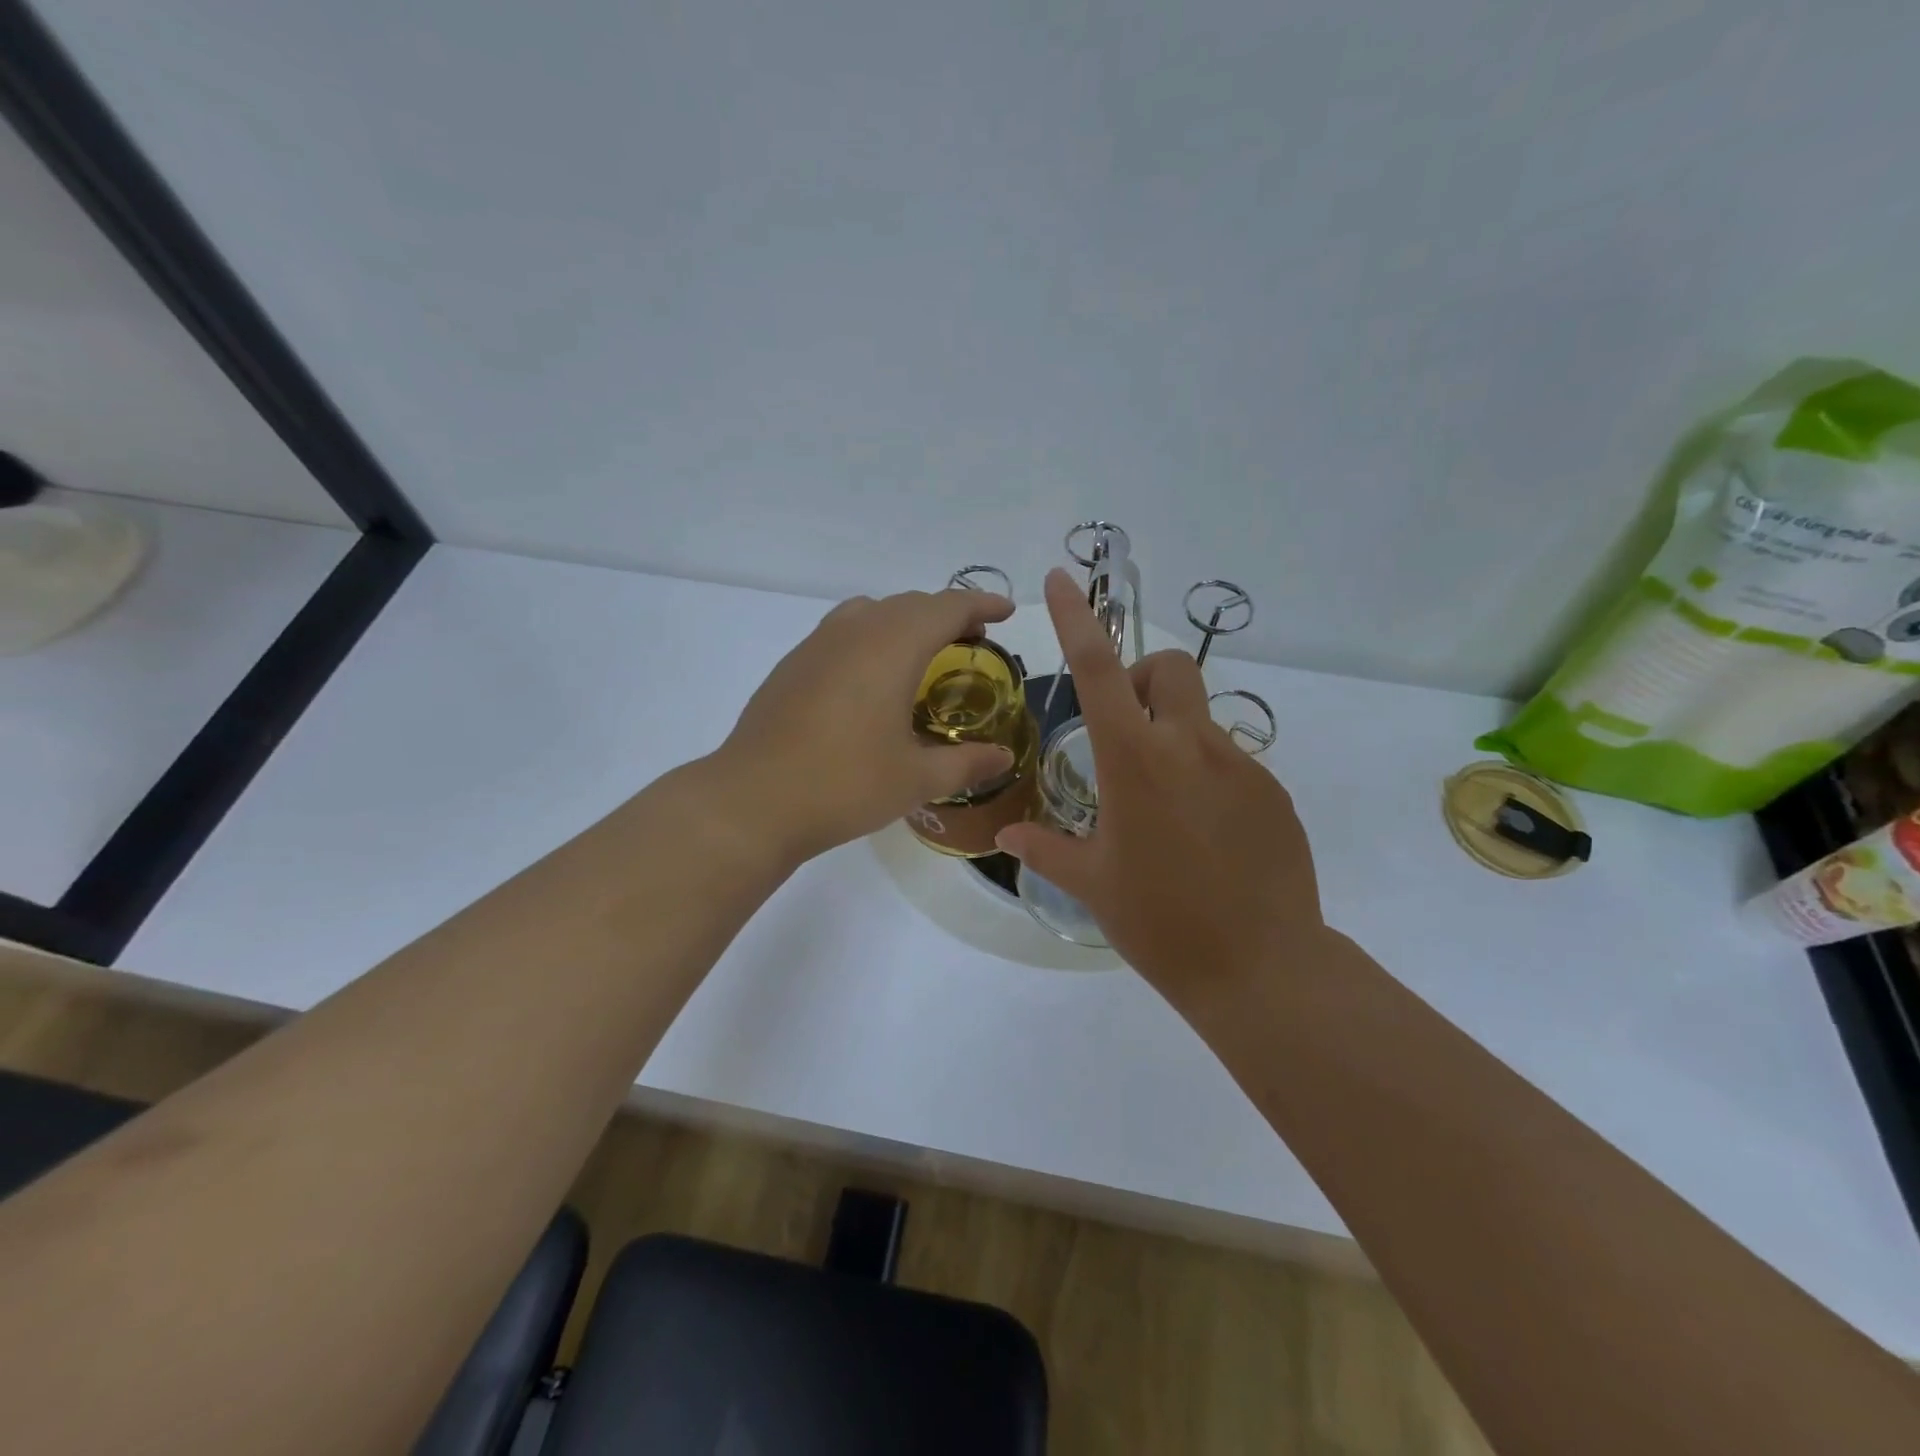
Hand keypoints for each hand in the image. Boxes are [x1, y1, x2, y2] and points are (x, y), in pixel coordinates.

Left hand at [712, 588, 1017, 862]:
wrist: (753, 800)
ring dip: (906, 621)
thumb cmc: (845, 784)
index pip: (947, 608)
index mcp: (892, 646)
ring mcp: (817, 644)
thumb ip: (966, 763)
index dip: (981, 605)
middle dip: (947, 614)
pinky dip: (872, 636)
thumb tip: (1003, 759)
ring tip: (923, 653)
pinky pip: (843, 631)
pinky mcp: (792, 665)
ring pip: (872, 611)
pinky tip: (871, 679)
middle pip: (910, 604)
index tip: (1006, 613)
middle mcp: (855, 631)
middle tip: (973, 641)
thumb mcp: (916, 779)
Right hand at [996, 569, 1324, 1013]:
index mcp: (1134, 760)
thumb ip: (1046, 848)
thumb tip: (1007, 831)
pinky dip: (1207, 778)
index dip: (1077, 618)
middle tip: (1127, 730)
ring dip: (1175, 738)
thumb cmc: (1159, 922)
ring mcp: (1241, 766)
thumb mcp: (1093, 884)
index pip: (1098, 669)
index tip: (1062, 579)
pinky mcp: (1274, 793)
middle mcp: (1190, 747)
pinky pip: (1231, 763)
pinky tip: (1205, 836)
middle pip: (1171, 669)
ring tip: (1166, 808)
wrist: (1261, 968)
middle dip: (1144, 678)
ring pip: (1201, 720)